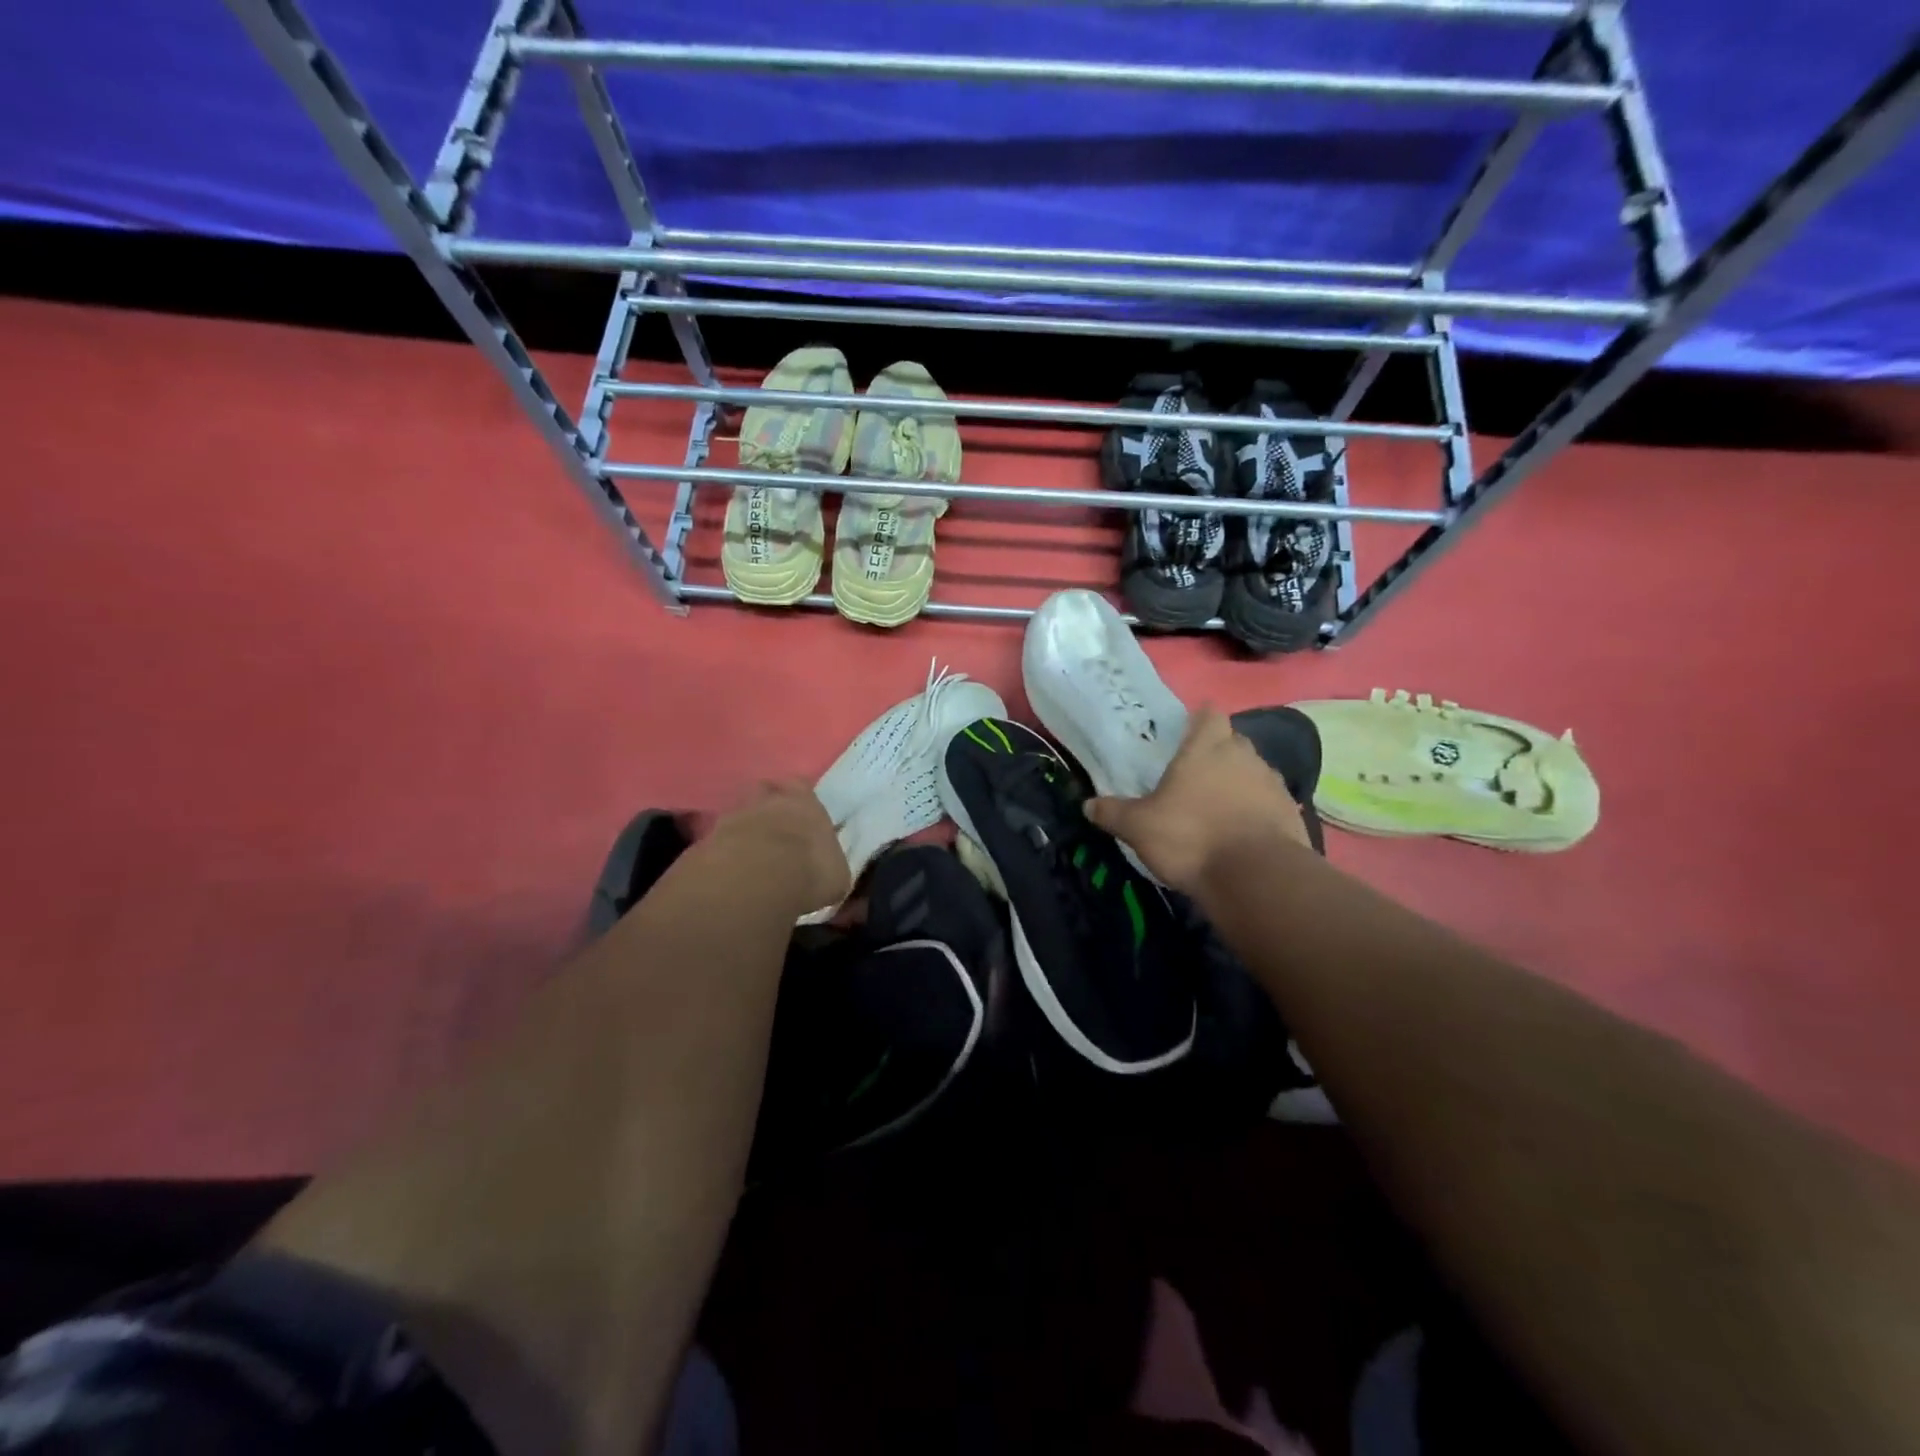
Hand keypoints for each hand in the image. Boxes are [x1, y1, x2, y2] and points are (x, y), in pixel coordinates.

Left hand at [705, 780, 849, 917]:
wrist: (757, 877)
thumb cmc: (810, 869)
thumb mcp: (836, 876)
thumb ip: (830, 867)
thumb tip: (829, 874)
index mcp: (805, 802)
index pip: (801, 786)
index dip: (799, 798)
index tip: (801, 814)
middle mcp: (768, 799)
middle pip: (765, 792)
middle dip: (768, 807)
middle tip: (774, 830)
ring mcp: (734, 815)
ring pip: (739, 813)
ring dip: (744, 828)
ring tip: (750, 853)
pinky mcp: (707, 838)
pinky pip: (718, 840)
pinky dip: (724, 851)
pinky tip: (730, 870)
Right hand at [1084, 707, 1309, 895]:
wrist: (1256, 877)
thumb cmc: (1191, 837)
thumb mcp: (1138, 827)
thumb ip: (1113, 813)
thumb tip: (1087, 805)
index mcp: (1206, 748)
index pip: (1208, 714)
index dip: (1198, 721)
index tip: (1186, 734)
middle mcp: (1244, 756)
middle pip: (1232, 742)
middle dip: (1217, 753)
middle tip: (1193, 776)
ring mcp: (1272, 784)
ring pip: (1253, 772)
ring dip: (1238, 783)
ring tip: (1216, 808)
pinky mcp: (1291, 813)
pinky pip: (1269, 803)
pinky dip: (1256, 812)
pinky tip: (1240, 833)